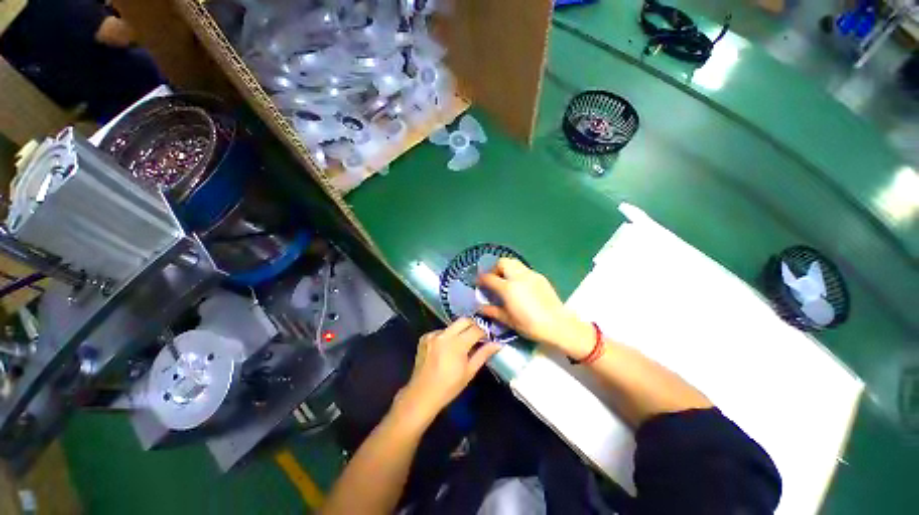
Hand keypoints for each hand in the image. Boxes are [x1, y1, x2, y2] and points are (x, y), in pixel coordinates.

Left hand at [398, 319, 500, 422]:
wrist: (422, 394)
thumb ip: (483, 354)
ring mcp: (433, 335)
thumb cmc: (449, 386)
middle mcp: (444, 335)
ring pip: (452, 326)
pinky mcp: (425, 337)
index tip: (487, 338)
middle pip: (464, 320)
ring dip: (459, 331)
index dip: (484, 332)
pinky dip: (446, 337)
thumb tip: (497, 344)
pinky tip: (445, 349)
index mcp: (457, 344)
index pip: (476, 329)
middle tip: (476, 336)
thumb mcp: (469, 372)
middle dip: (473, 325)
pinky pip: (440, 332)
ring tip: (460, 345)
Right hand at [478, 258, 594, 358]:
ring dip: (506, 268)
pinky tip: (520, 285)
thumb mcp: (508, 320)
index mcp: (508, 288)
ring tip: (505, 280)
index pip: (489, 277)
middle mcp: (518, 277)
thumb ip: (492, 311)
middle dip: (494, 268)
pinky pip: (524, 269)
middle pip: (502, 262)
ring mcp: (531, 275)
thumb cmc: (530, 325)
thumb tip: (480, 307)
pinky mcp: (540, 277)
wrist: (558, 325)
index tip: (478, 283)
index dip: (481, 279)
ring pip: (514, 262)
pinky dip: (517, 272)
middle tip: (493, 279)